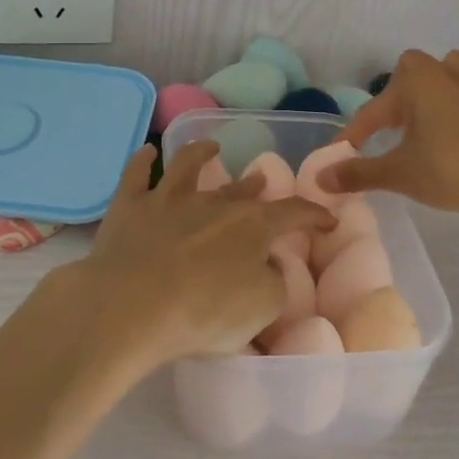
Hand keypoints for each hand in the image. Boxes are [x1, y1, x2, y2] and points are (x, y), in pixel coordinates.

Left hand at [68, 141, 334, 368]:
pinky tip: (147, 150)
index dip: (314, 215)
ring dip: (201, 153)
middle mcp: (215, 203)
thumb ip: (274, 284)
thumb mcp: (261, 309)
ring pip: (188, 165)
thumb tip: (268, 267)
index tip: (328, 219)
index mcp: (253, 226)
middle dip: (255, 186)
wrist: (132, 306)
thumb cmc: (205, 312)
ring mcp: (169, 199)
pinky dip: (143, 159)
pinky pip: (136, 174)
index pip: (294, 213)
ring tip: (210, 147)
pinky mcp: (130, 207)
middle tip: (261, 182)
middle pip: (241, 190)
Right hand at [319, 49, 458, 220]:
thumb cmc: (449, 170)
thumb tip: (321, 178)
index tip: (342, 155)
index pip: (374, 109)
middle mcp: (444, 70)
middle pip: (410, 73)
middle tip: (390, 130)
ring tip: (424, 121)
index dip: (355, 134)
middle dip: (397, 97)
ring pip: (446, 73)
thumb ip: (357, 173)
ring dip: (431, 91)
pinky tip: (458, 128)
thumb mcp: (398, 173)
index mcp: (416, 81)